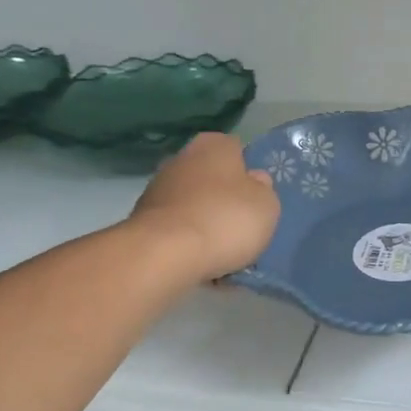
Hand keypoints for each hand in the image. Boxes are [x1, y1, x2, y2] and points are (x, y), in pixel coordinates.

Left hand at [128, 133, 280, 280]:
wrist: (164, 254)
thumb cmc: (224, 220)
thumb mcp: (266, 205)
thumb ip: (264, 190)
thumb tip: (254, 181)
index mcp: (214, 145)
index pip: (238, 151)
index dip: (249, 175)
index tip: (257, 199)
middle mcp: (183, 158)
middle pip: (213, 179)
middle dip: (225, 201)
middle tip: (243, 229)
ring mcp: (158, 188)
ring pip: (195, 206)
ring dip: (206, 225)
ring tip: (224, 256)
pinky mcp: (144, 220)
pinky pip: (178, 230)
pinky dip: (188, 244)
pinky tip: (201, 265)